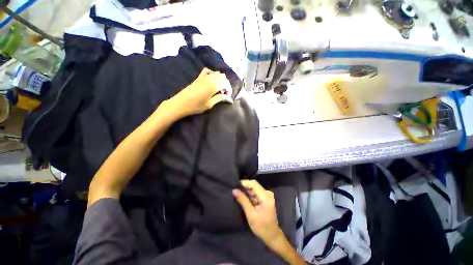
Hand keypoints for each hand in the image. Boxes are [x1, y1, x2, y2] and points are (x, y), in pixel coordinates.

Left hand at [168, 68, 232, 118]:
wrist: (181, 103)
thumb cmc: (196, 106)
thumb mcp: (210, 104)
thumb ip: (220, 99)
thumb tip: (230, 99)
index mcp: (213, 86)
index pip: (226, 84)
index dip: (229, 90)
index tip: (228, 97)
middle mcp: (210, 79)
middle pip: (223, 77)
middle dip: (226, 85)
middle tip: (225, 93)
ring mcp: (203, 77)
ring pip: (216, 73)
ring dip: (221, 79)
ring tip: (220, 88)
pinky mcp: (198, 77)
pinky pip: (207, 71)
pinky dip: (212, 73)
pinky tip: (212, 79)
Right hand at [233, 180, 283, 243]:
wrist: (272, 236)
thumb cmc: (262, 227)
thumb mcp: (251, 214)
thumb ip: (243, 200)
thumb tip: (234, 190)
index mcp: (265, 196)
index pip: (254, 184)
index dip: (244, 183)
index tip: (235, 185)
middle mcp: (267, 193)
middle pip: (254, 185)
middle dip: (244, 187)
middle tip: (235, 190)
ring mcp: (267, 195)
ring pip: (254, 188)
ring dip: (246, 191)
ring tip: (237, 193)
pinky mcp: (265, 198)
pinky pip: (256, 193)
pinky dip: (249, 195)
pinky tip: (243, 198)